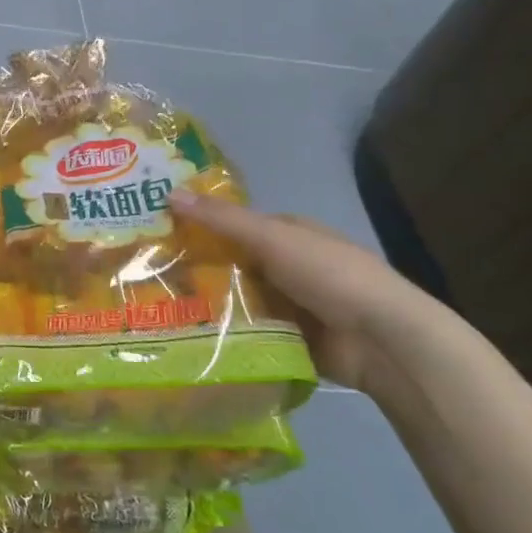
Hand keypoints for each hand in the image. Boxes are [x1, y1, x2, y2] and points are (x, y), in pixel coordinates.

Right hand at [169, 192, 455, 396]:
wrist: (383, 341)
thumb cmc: (330, 275)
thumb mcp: (272, 238)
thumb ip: (222, 220)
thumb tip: (168, 192)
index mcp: (289, 233)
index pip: (234, 225)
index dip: (200, 226)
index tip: (158, 235)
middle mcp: (288, 265)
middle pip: (234, 263)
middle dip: (199, 270)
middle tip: (148, 277)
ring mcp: (291, 304)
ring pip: (239, 299)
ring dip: (211, 305)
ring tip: (158, 311)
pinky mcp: (291, 340)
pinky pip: (251, 333)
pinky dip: (229, 334)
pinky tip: (191, 338)